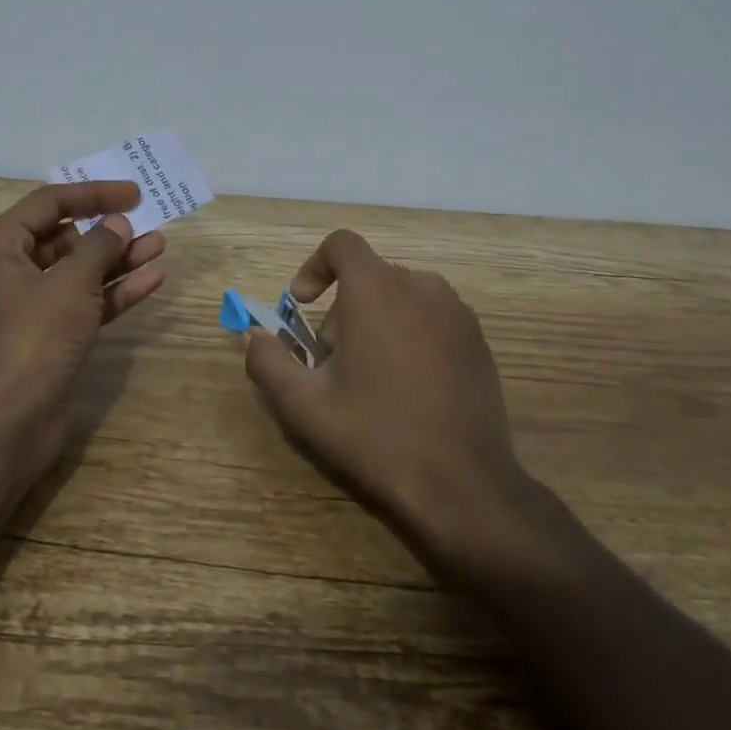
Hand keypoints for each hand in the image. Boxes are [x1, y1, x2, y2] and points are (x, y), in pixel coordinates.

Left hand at [0, 181, 166, 484]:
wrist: (9, 424)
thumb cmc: (33, 338)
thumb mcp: (71, 283)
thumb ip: (99, 246)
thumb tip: (117, 224)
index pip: (48, 203)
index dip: (93, 194)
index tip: (134, 193)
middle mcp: (6, 272)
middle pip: (63, 238)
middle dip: (107, 230)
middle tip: (146, 220)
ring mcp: (27, 308)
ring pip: (77, 272)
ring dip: (117, 259)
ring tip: (159, 244)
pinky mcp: (46, 338)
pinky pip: (83, 303)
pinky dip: (113, 291)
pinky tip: (152, 279)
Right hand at [243, 229, 531, 560]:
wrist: (462, 485)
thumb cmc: (375, 436)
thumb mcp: (303, 405)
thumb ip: (267, 360)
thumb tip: (253, 335)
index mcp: (377, 289)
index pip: (341, 244)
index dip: (314, 266)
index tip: (302, 305)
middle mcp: (421, 286)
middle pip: (369, 276)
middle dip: (341, 310)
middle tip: (332, 363)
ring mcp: (456, 313)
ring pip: (401, 297)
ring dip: (376, 322)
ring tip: (370, 378)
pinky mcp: (478, 340)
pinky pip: (431, 318)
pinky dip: (409, 335)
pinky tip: (408, 388)